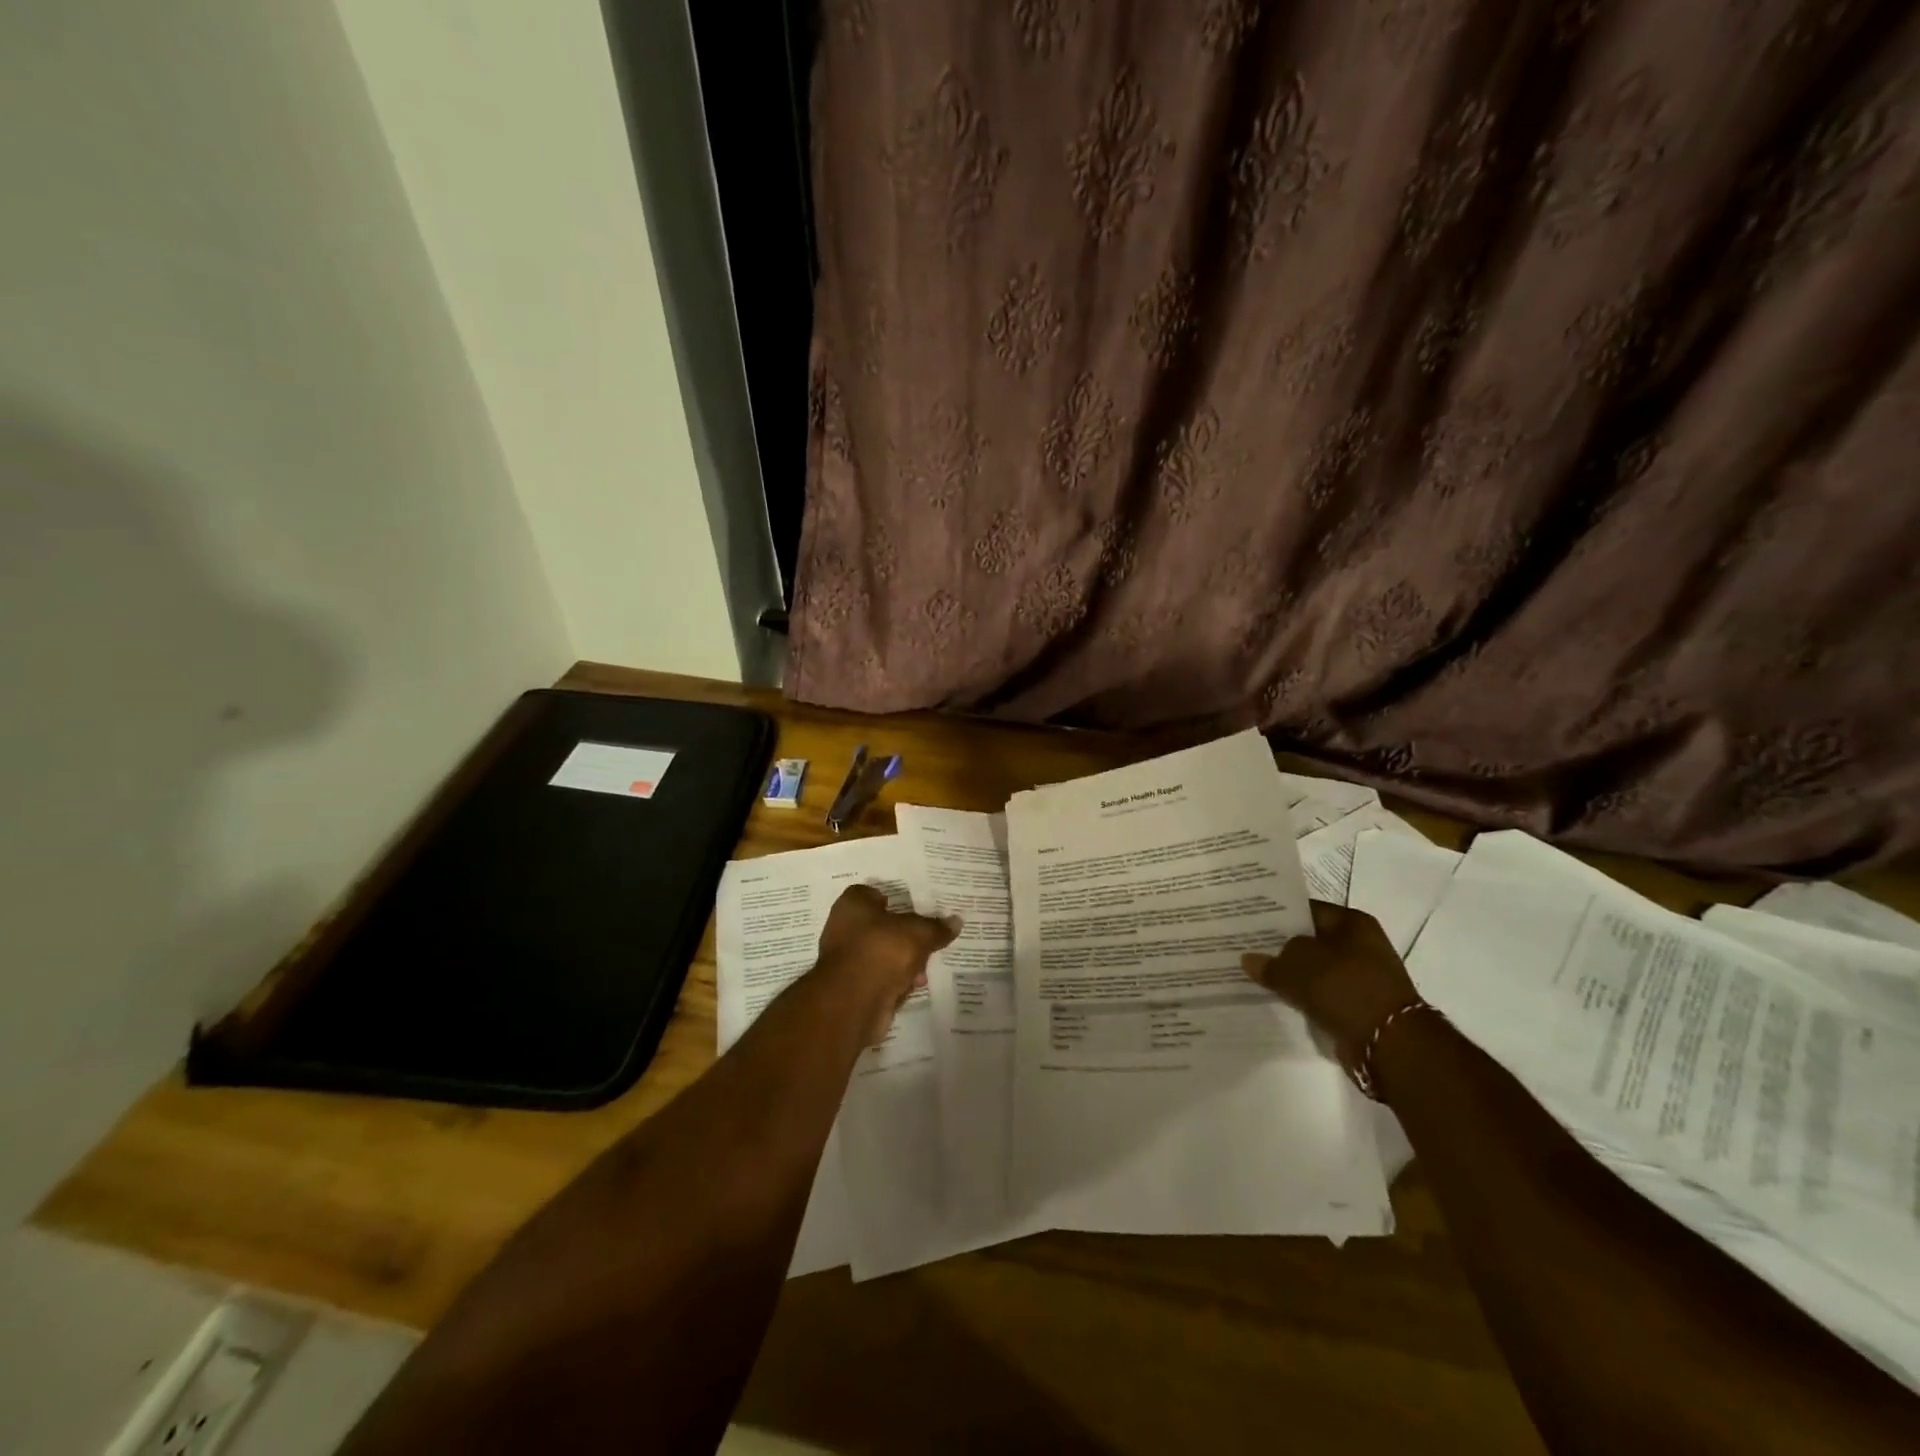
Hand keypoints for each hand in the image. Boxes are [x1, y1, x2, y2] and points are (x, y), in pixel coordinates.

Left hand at [814, 884, 960, 1044]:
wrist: (854, 1002)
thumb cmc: (882, 950)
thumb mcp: (918, 934)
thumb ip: (936, 927)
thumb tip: (956, 921)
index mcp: (853, 905)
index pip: (871, 894)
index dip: (893, 899)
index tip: (915, 907)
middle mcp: (843, 928)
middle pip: (880, 926)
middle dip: (904, 935)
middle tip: (929, 937)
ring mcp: (847, 960)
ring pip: (881, 954)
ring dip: (903, 961)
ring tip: (927, 966)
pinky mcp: (852, 988)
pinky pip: (880, 978)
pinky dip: (895, 981)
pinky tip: (915, 985)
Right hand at [1241, 901, 1421, 1077]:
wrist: (1389, 1043)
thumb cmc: (1345, 987)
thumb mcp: (1297, 966)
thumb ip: (1271, 961)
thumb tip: (1250, 960)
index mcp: (1352, 923)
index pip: (1307, 910)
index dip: (1277, 914)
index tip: (1249, 921)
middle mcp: (1361, 945)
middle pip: (1311, 940)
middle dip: (1282, 946)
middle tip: (1247, 948)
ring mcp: (1362, 977)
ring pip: (1316, 970)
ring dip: (1293, 975)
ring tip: (1257, 974)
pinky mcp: (1359, 1006)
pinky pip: (1323, 995)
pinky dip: (1305, 997)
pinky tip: (1279, 998)